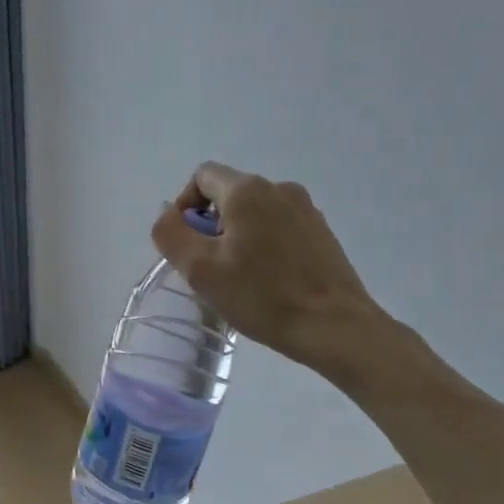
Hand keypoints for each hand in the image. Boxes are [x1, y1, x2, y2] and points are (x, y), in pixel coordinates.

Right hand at [151, 162, 401, 390]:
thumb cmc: (262, 296)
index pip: (202, 176)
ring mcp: (306, 210)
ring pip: (255, 213)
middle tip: (210, 268)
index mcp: (247, 190)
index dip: (185, 206)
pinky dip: (264, 245)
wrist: (336, 327)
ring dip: (238, 236)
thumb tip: (168, 213)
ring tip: (239, 278)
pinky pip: (279, 228)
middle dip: (211, 225)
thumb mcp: (200, 269)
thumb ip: (171, 233)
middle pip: (229, 194)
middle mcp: (279, 188)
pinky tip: (268, 281)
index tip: (186, 244)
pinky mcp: (322, 233)